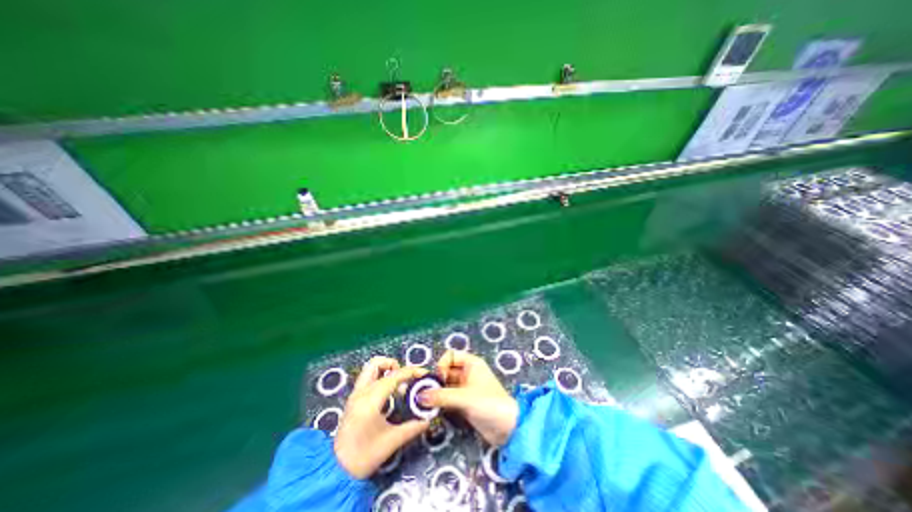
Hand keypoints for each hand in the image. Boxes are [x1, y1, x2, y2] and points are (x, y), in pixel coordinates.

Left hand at [334, 359, 432, 477]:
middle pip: (377, 363)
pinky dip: (380, 378)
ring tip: (398, 385)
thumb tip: (427, 419)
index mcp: (371, 400)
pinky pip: (368, 378)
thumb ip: (412, 427)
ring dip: (386, 370)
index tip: (424, 374)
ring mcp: (355, 394)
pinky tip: (389, 394)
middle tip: (405, 379)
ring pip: (370, 368)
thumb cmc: (363, 457)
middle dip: (394, 365)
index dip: (411, 372)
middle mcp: (361, 392)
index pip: (394, 376)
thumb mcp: (391, 442)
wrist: (335, 472)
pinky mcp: (353, 399)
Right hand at [416, 351, 514, 445]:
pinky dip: (441, 402)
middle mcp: (468, 373)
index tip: (438, 379)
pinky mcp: (464, 402)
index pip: (450, 356)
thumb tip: (419, 396)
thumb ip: (442, 396)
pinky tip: (433, 409)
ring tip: (426, 403)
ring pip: (446, 385)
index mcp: (471, 363)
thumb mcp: (464, 397)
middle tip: (425, 393)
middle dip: (436, 380)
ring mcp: (466, 388)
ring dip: (437, 393)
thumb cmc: (489, 403)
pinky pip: (448, 398)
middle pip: (446, 371)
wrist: (507, 428)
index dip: (442, 365)